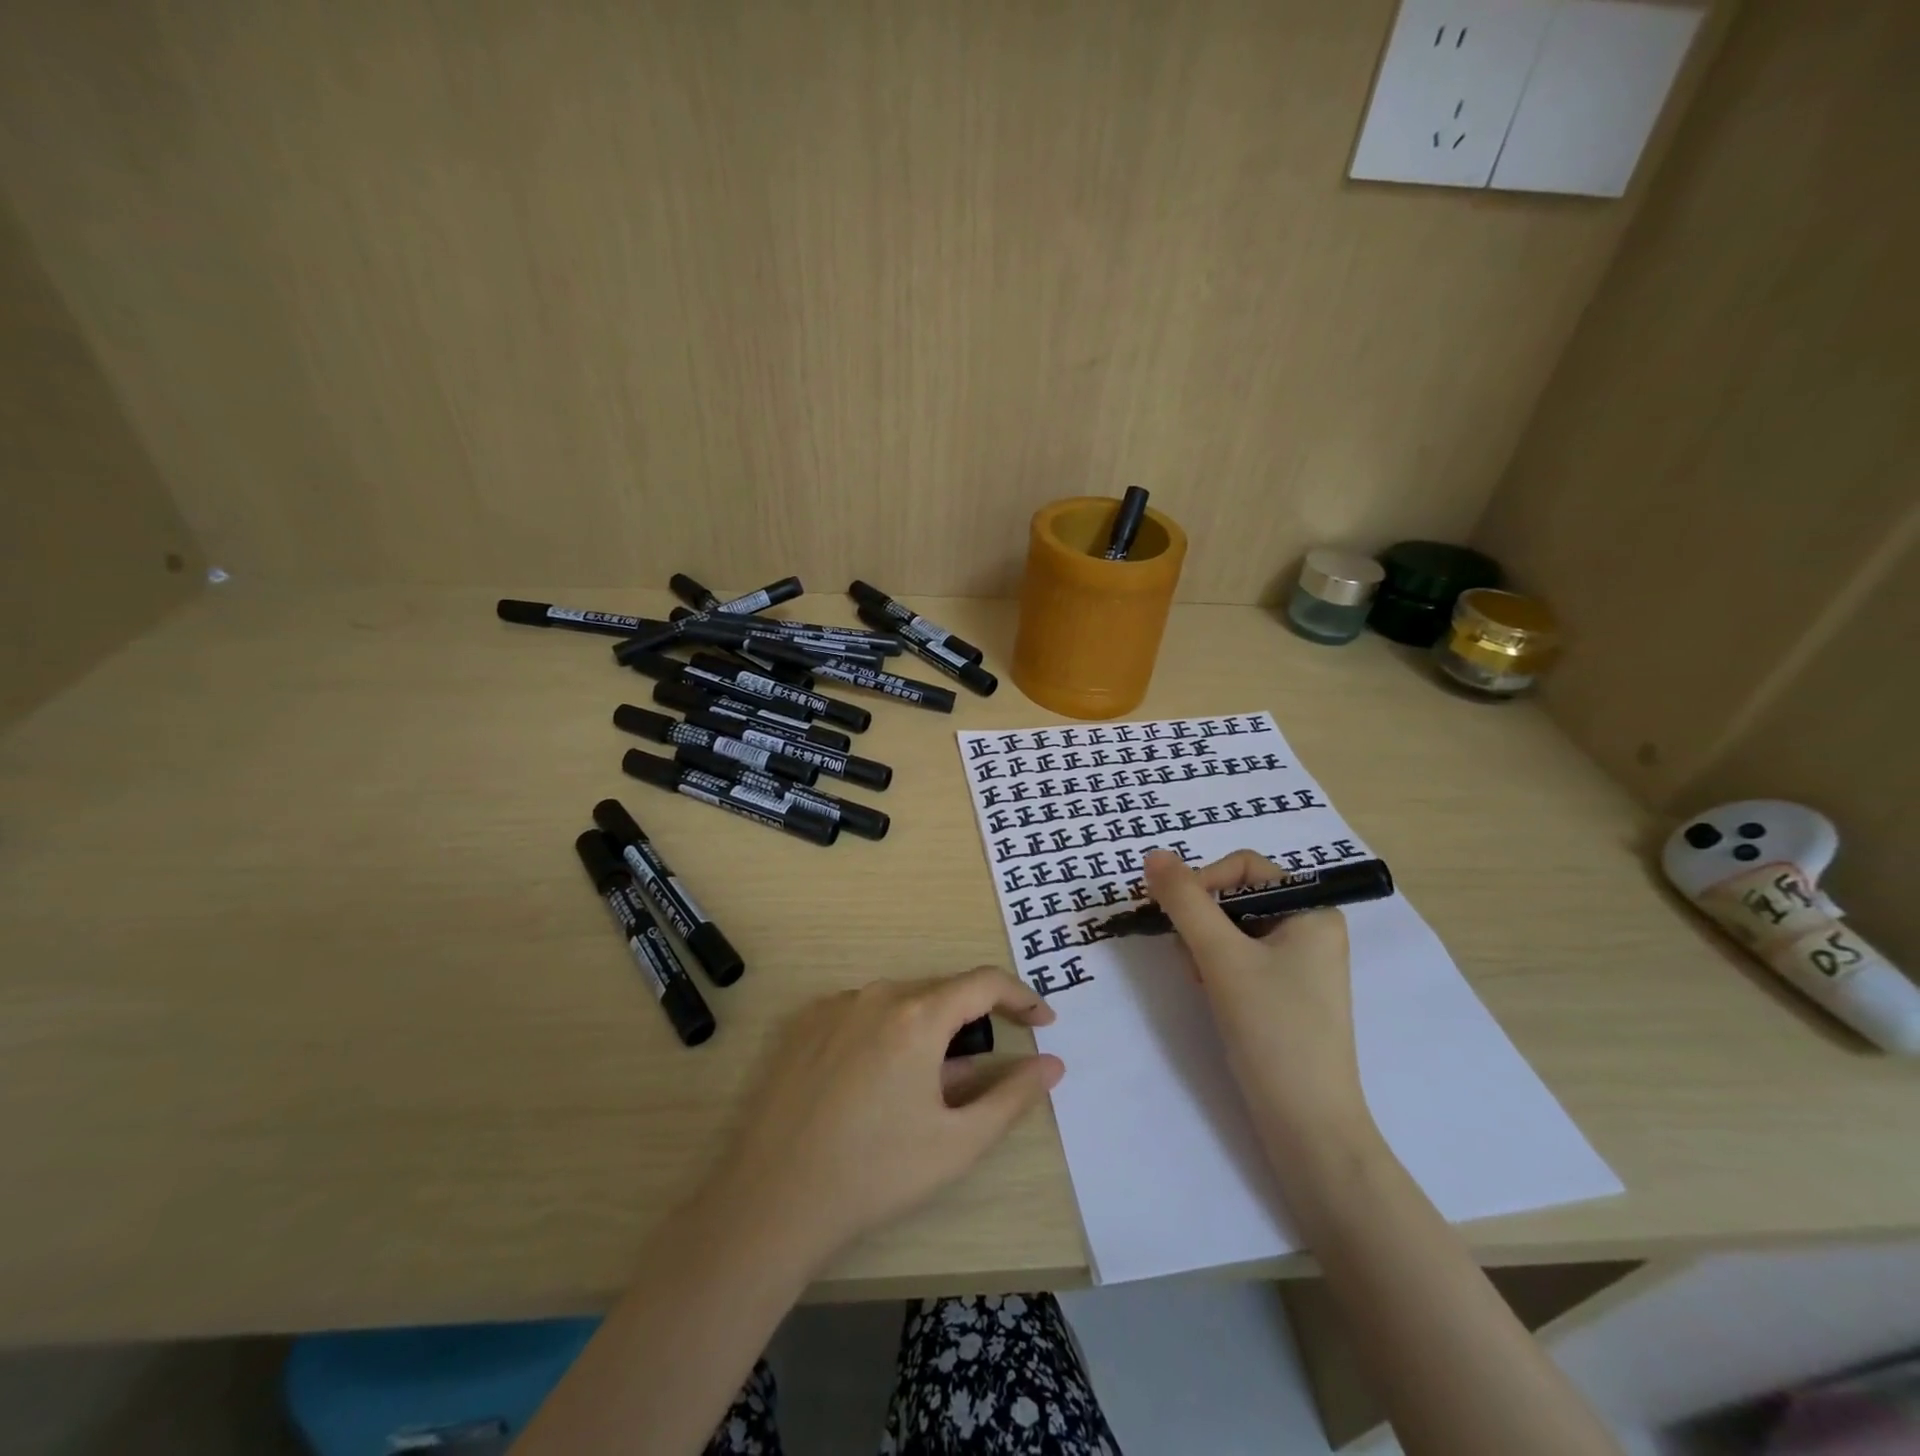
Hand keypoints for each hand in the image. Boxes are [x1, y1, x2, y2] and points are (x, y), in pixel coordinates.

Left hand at [706, 968, 1064, 1268]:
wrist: (773, 1199)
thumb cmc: (876, 1172)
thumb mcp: (957, 1142)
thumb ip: (1012, 1097)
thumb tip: (1052, 1064)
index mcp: (917, 1016)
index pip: (984, 983)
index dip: (1021, 996)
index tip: (1043, 1022)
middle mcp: (876, 995)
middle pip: (941, 993)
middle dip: (973, 1022)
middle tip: (982, 1071)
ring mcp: (835, 1006)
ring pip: (901, 1004)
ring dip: (928, 1031)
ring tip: (927, 1087)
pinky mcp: (804, 1024)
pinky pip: (863, 1014)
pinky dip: (887, 1034)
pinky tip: (876, 1085)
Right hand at [1142, 849, 1373, 1157]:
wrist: (1307, 1125)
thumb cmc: (1272, 1028)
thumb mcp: (1221, 956)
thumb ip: (1185, 901)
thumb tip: (1153, 854)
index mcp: (1313, 910)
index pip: (1244, 867)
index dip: (1202, 880)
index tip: (1171, 912)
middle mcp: (1310, 929)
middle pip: (1236, 897)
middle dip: (1202, 921)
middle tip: (1188, 955)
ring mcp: (1299, 964)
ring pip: (1232, 929)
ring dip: (1204, 946)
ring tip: (1201, 980)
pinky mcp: (1284, 994)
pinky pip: (1240, 958)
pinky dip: (1216, 968)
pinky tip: (1210, 994)